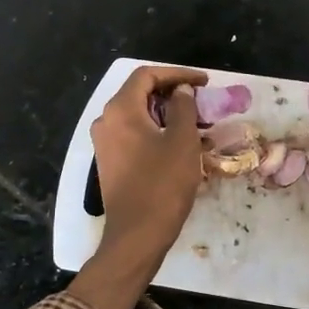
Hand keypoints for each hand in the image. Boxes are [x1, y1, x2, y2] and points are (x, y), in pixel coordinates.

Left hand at [70, 65, 206, 308]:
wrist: (137, 235)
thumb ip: (183, 107)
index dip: (177, 74)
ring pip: (137, 114)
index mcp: (121, 109)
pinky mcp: (109, 162)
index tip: (204, 82)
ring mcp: (104, 143)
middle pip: (139, 92)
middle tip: (201, 100)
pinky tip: (177, 142)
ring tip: (194, 121)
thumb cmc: (163, 184)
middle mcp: (106, 121)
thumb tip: (181, 91)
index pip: (147, 75)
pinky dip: (155, 130)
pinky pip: (133, 133)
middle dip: (172, 92)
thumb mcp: (182, 141)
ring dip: (165, 113)